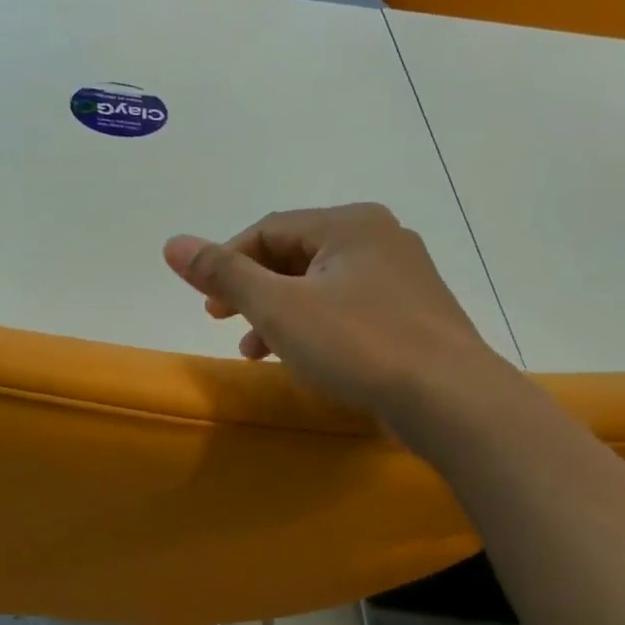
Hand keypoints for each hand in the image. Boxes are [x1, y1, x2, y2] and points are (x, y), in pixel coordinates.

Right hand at [163, 204, 504, 436]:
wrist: (452, 401)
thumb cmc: (358, 344)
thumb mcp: (277, 306)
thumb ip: (223, 272)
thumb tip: (172, 243)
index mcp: (349, 224)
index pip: (269, 230)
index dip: (228, 263)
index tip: (207, 303)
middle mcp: (380, 239)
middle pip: (294, 257)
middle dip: (252, 291)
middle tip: (222, 321)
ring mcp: (403, 278)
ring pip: (320, 287)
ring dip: (278, 314)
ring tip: (255, 352)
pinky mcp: (414, 316)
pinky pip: (347, 310)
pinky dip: (313, 328)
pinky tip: (302, 360)